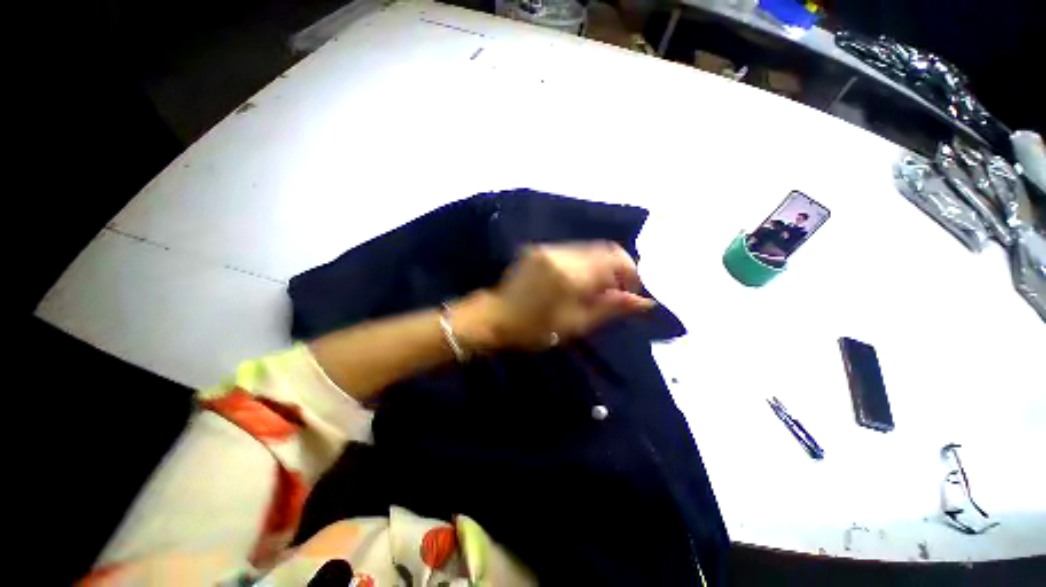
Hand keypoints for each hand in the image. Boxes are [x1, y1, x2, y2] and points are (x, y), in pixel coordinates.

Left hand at [454, 242, 655, 350]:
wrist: (495, 318)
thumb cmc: (535, 328)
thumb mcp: (575, 324)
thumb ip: (610, 308)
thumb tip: (644, 302)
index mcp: (571, 274)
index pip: (615, 258)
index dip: (630, 273)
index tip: (631, 292)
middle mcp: (560, 253)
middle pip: (603, 249)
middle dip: (615, 269)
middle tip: (614, 293)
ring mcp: (547, 248)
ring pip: (588, 249)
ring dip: (599, 266)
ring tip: (595, 290)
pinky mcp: (539, 250)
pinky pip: (571, 250)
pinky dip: (583, 263)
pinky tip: (577, 282)